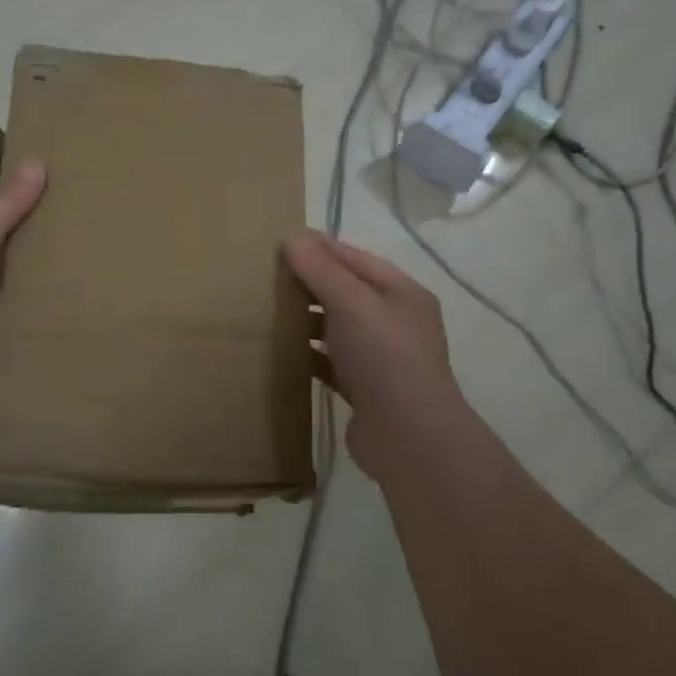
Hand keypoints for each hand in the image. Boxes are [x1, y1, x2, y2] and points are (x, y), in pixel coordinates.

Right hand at [284, 230, 469, 479]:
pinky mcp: (365, 389)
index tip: (281, 241)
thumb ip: (322, 271)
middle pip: (346, 293)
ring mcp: (381, 358)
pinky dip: (308, 356)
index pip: (355, 259)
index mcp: (402, 294)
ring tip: (267, 311)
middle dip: (310, 284)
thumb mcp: (352, 304)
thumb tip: (293, 238)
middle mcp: (395, 322)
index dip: (320, 248)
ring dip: (307, 321)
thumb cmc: (384, 357)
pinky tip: (281, 352)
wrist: (409, 437)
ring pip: (337, 329)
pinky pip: (331, 363)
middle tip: (267, 277)